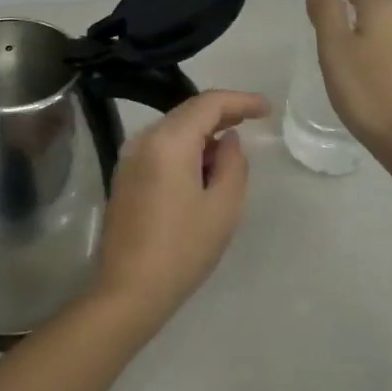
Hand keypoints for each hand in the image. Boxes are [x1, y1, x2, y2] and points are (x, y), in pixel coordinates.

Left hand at [90, 89, 269, 328]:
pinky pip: (159, 148)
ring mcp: (129, 158)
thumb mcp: (223, 207)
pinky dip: (184, 149)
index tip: (266, 108)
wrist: (129, 290)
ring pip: (172, 130)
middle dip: (221, 113)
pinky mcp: (124, 177)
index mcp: (168, 141)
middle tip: (252, 121)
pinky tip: (202, 168)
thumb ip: (233, 164)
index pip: (208, 104)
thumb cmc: (183, 249)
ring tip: (230, 149)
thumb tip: (229, 140)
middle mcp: (143, 140)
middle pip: (187, 112)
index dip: (240, 101)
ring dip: (202, 133)